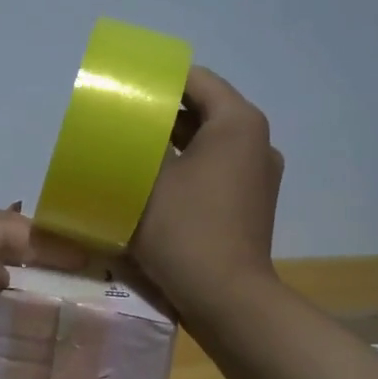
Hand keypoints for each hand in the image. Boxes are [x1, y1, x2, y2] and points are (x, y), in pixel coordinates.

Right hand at [129, 66, 282, 316]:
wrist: (226, 299)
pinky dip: (187, 168)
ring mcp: (256, 176)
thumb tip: (123, 124)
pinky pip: (214, 171)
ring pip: (208, 144)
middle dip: (163, 112)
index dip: (160, 79)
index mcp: (237, 124)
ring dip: (173, 142)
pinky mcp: (249, 205)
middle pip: (204, 111)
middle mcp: (255, 143)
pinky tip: (154, 182)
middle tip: (121, 117)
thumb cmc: (186, 230)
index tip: (125, 86)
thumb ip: (137, 142)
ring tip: (132, 147)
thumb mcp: (149, 180)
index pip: (198, 80)